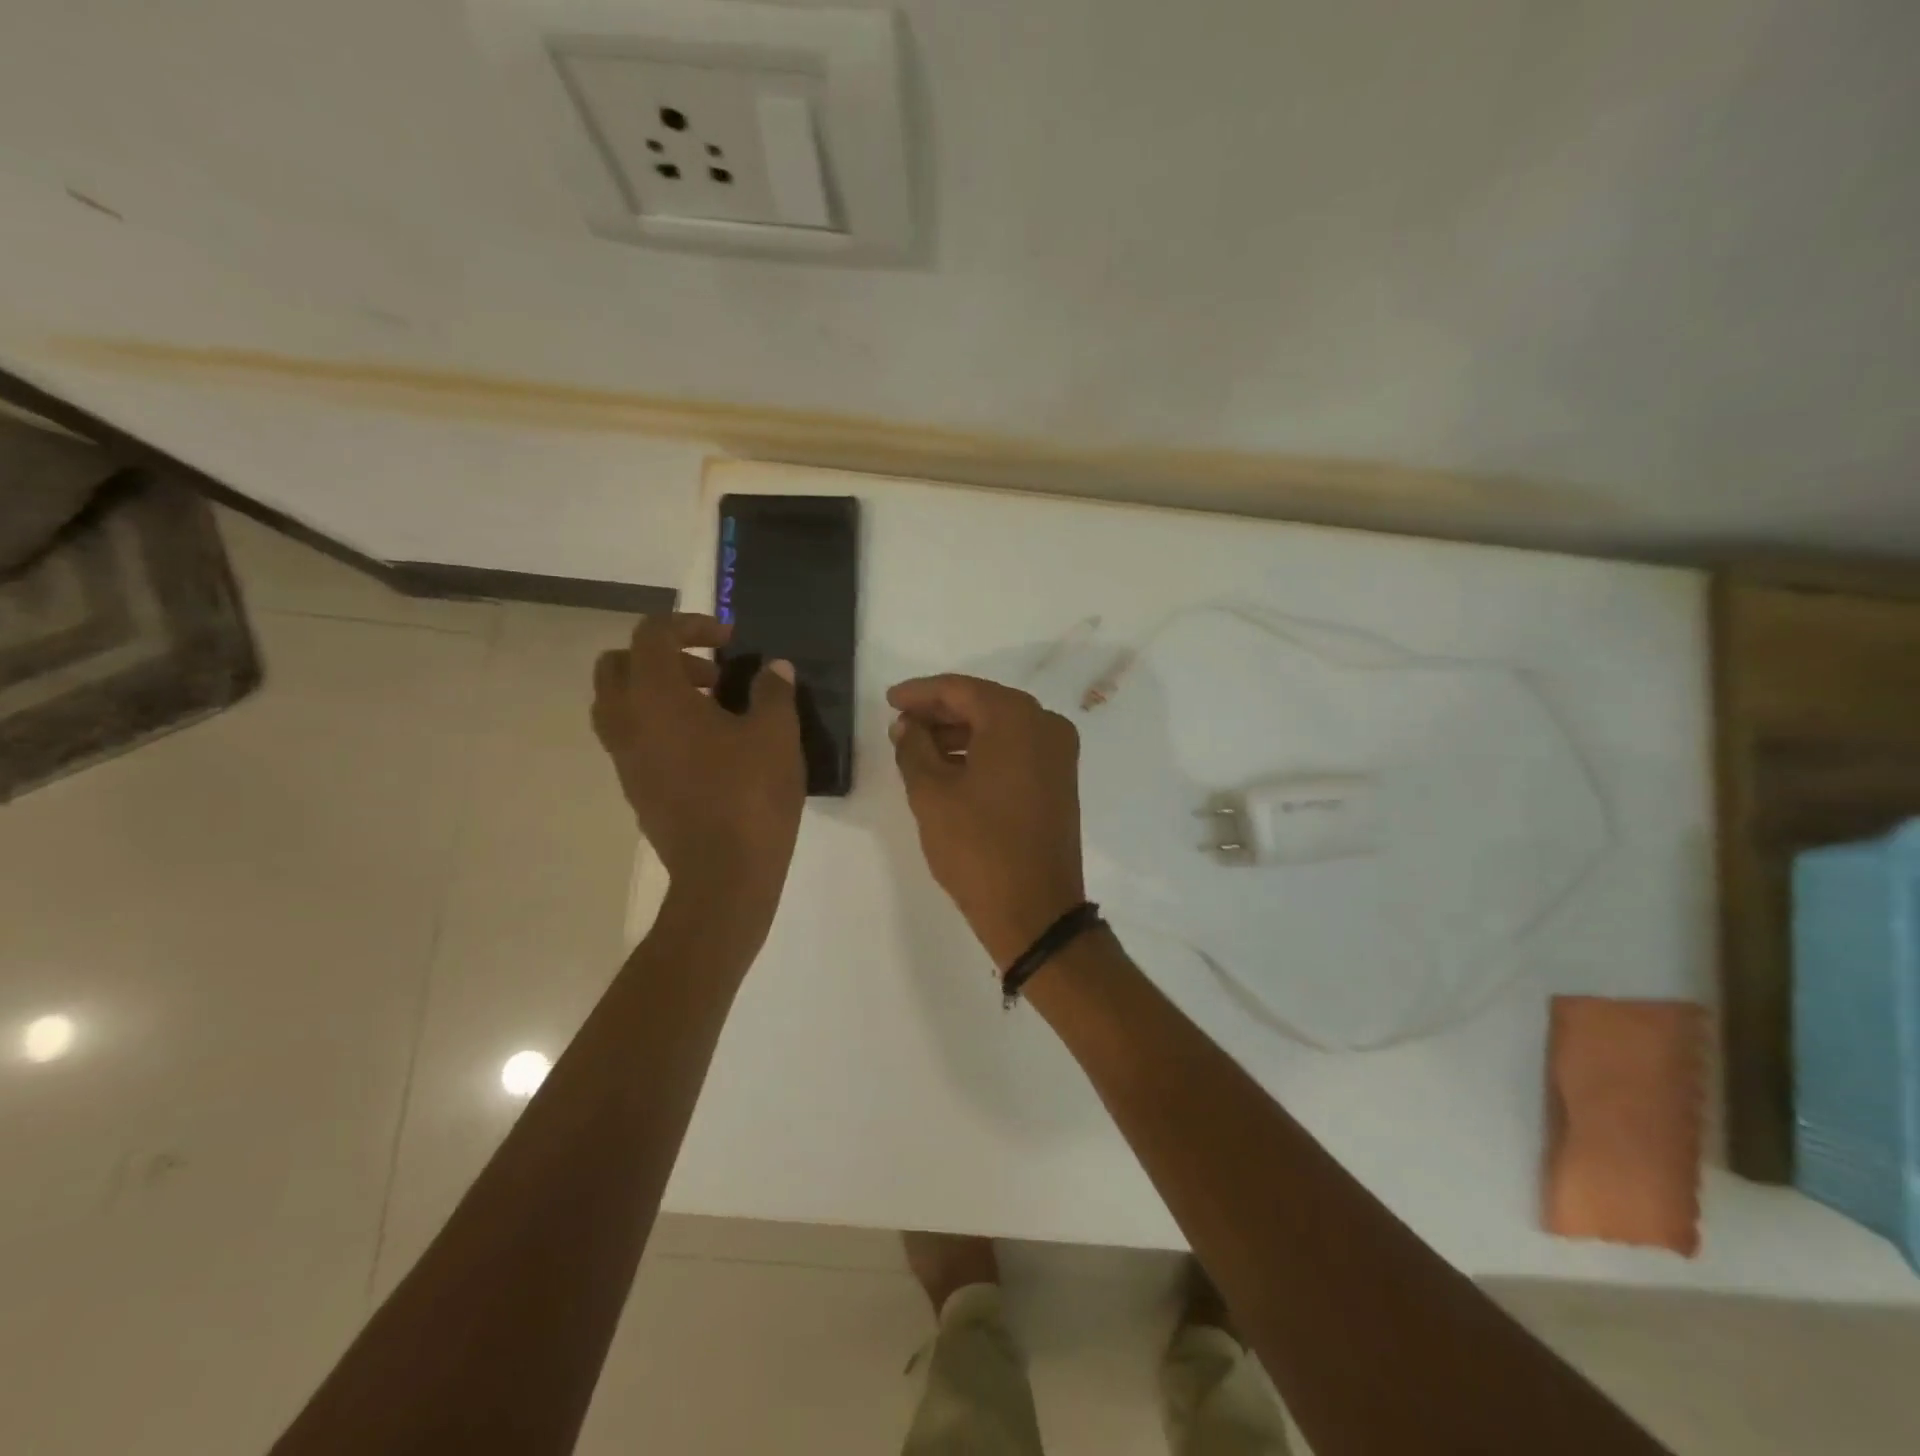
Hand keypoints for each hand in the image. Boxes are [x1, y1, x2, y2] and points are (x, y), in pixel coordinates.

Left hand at [592, 614, 805, 904]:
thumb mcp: (777, 735)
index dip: (690, 625)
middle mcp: (627, 723)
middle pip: (616, 666)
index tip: (729, 641)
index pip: (651, 635)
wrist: (724, 877)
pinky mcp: (635, 790)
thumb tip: (775, 669)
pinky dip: (658, 727)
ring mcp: (625, 761)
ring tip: (710, 710)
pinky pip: (632, 740)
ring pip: (617, 706)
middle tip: (710, 675)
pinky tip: (708, 749)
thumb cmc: (750, 796)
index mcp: (656, 698)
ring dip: (656, 693)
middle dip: (662, 657)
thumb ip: (774, 692)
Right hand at [887, 674, 1086, 967]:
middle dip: (939, 712)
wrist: (1035, 910)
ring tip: (918, 747)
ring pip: (1000, 728)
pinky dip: (983, 751)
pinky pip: (1016, 750)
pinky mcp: (1059, 780)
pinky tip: (951, 766)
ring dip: (959, 733)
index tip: (889, 700)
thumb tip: (907, 725)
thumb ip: (913, 748)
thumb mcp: (931, 793)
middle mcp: (1046, 725)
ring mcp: (1059, 753)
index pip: (960, 689)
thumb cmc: (978, 847)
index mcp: (1016, 718)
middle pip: (983, 704)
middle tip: (901, 723)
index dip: (920, 693)